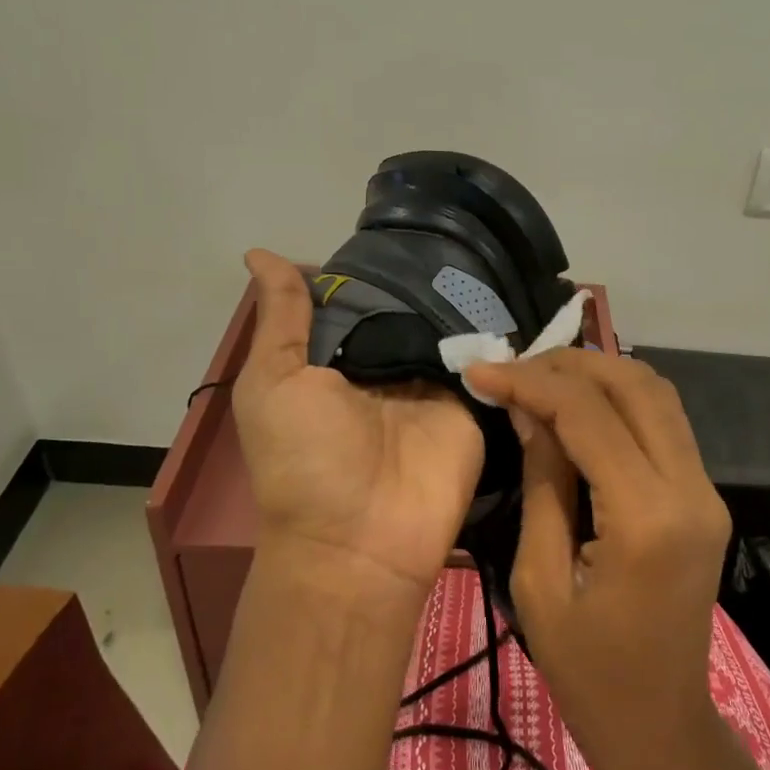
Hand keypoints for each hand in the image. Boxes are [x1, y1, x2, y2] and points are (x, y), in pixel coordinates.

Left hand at [234, 249, 483, 595]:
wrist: (359, 542)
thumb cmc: (303, 460)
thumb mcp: (273, 383)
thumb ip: (282, 320)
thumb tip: (259, 252)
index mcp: (337, 360)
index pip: (361, 300)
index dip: (375, 268)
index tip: (402, 227)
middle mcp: (387, 367)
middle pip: (411, 309)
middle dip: (426, 277)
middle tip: (456, 228)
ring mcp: (433, 384)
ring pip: (451, 327)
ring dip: (464, 297)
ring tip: (487, 248)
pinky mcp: (471, 403)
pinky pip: (485, 359)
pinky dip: (495, 330)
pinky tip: (511, 289)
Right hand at [463, 349, 733, 769]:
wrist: (663, 729)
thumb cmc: (588, 674)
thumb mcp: (540, 581)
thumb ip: (542, 483)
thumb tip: (528, 411)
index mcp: (647, 518)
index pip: (590, 414)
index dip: (531, 382)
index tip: (482, 370)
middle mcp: (691, 490)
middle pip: (636, 385)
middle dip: (570, 364)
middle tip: (513, 367)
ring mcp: (707, 491)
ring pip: (658, 394)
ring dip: (599, 374)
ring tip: (539, 378)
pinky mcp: (705, 497)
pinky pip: (664, 424)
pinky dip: (619, 401)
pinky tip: (576, 408)